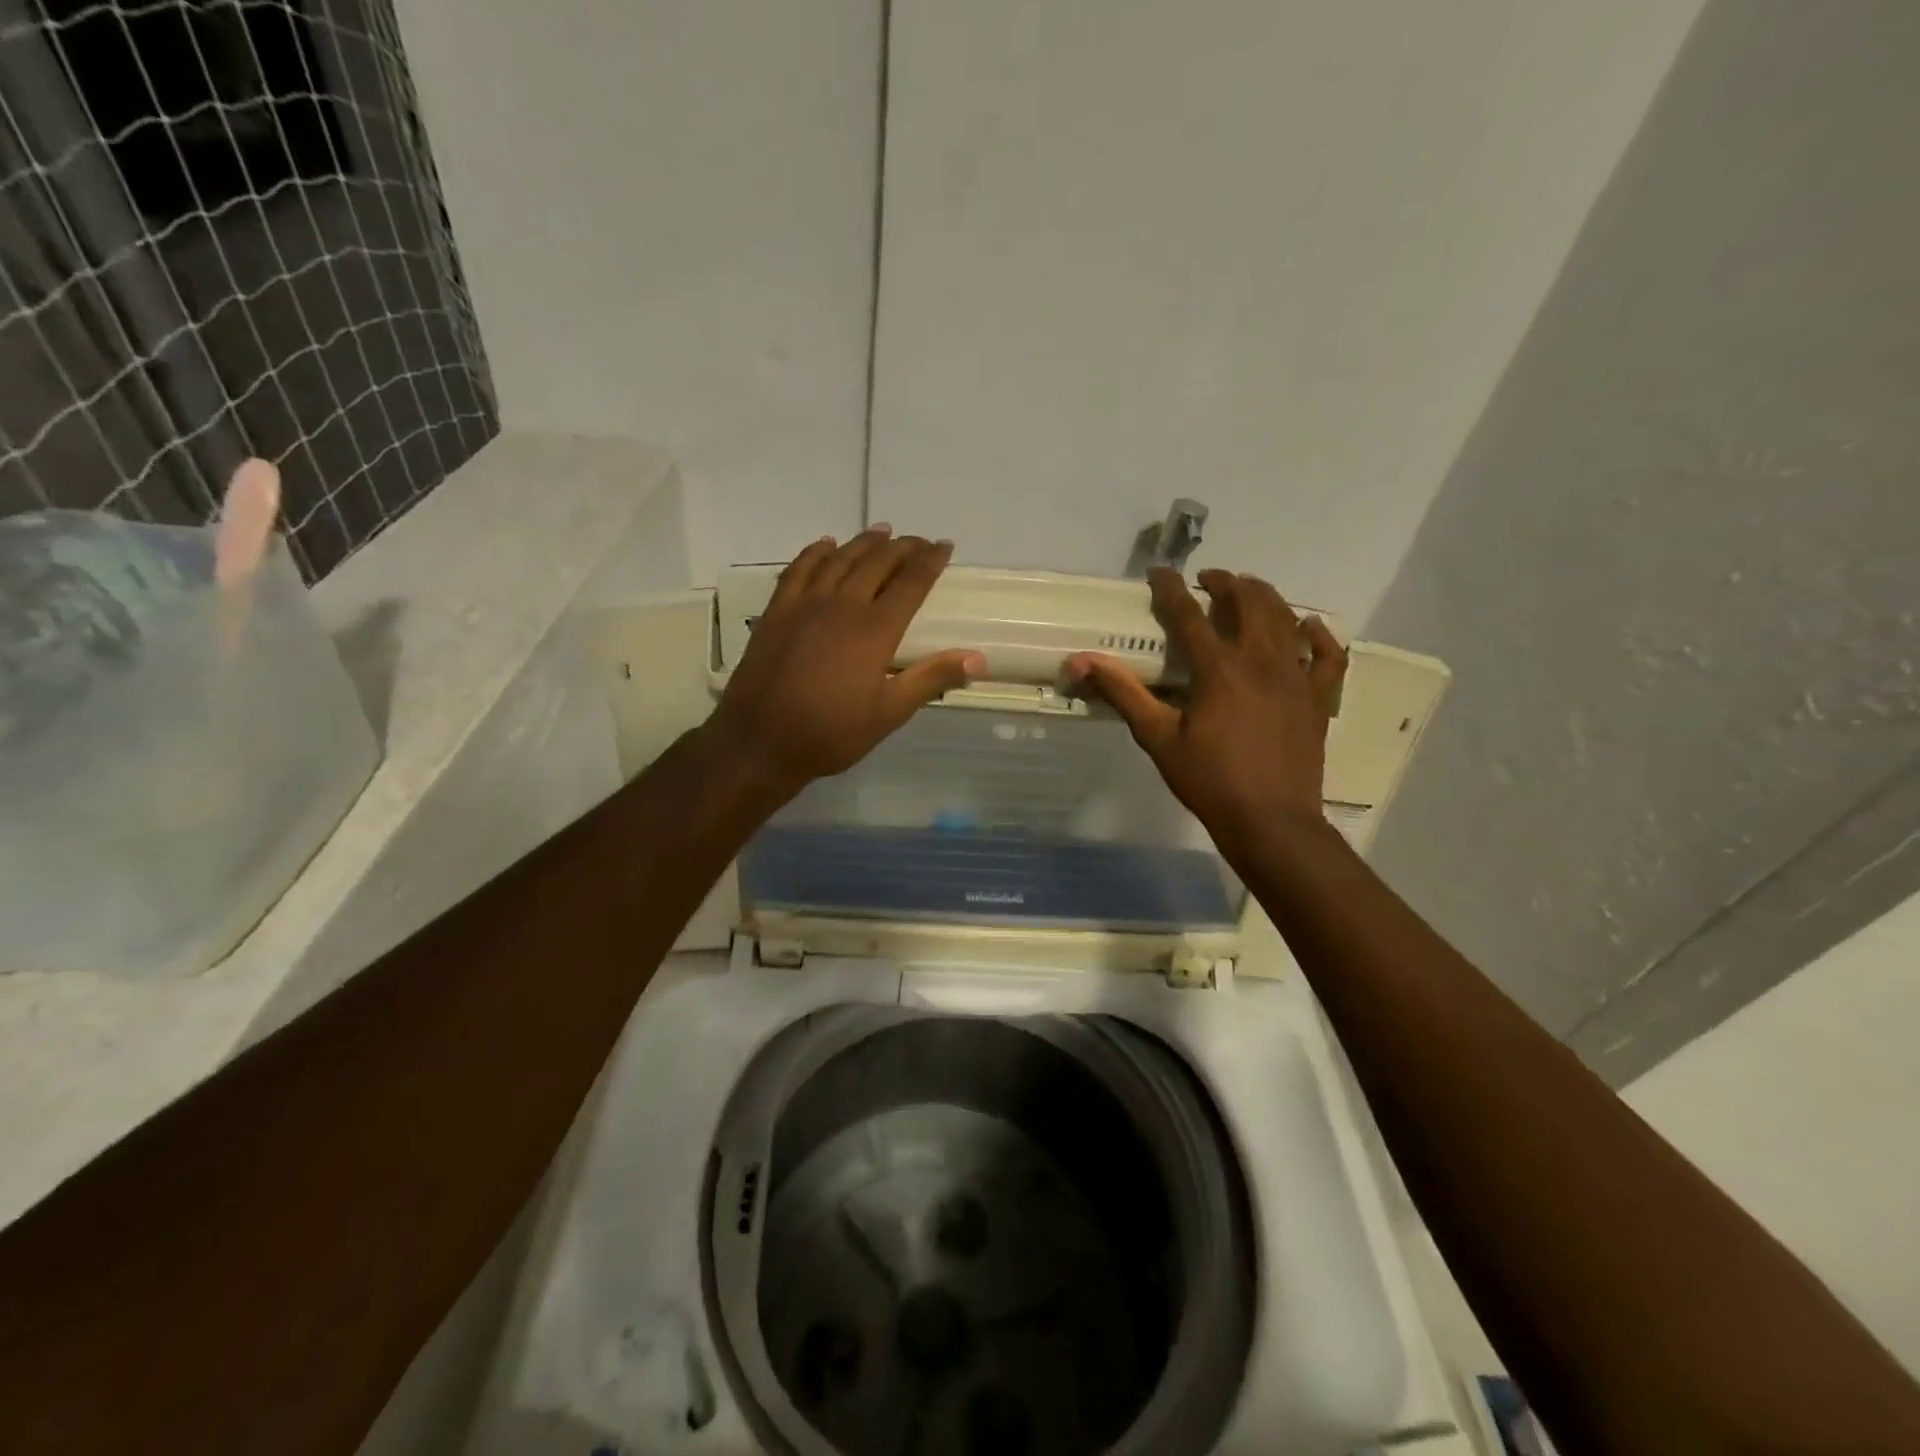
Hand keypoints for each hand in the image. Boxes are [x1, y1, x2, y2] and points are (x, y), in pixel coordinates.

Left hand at [707, 527, 984, 800]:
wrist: (760, 740)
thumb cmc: (830, 733)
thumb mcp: (888, 713)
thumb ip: (931, 679)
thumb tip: (977, 658)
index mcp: (875, 629)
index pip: (911, 583)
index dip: (930, 561)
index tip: (945, 546)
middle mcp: (842, 605)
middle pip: (877, 562)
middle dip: (902, 547)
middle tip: (918, 541)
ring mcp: (805, 604)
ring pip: (840, 558)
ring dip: (864, 542)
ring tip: (882, 532)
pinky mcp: (777, 611)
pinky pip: (799, 569)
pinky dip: (816, 552)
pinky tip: (826, 544)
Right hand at [1067, 567, 1345, 852]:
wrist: (1270, 822)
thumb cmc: (1209, 781)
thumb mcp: (1158, 738)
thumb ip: (1123, 694)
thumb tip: (1081, 661)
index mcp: (1219, 669)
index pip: (1190, 614)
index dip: (1172, 589)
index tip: (1160, 572)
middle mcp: (1262, 661)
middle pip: (1249, 602)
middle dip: (1227, 583)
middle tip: (1209, 581)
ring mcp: (1297, 678)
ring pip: (1287, 619)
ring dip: (1266, 597)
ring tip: (1248, 592)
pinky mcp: (1319, 698)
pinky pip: (1328, 656)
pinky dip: (1318, 636)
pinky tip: (1308, 628)